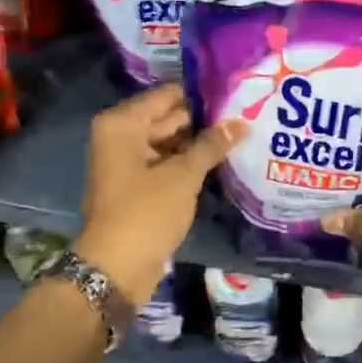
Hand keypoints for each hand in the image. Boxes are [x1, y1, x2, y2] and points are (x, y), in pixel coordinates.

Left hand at [74, 85, 246, 306]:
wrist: (114, 269)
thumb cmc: (145, 213)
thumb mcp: (183, 176)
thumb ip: (211, 145)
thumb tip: (241, 122)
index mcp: (122, 124)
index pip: (168, 95)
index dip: (201, 95)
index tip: (236, 93)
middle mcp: (120, 137)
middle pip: (168, 118)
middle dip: (204, 120)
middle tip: (246, 113)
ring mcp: (127, 162)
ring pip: (169, 142)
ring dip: (199, 143)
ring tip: (242, 134)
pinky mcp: (136, 186)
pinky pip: (166, 164)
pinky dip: (188, 163)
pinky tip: (222, 160)